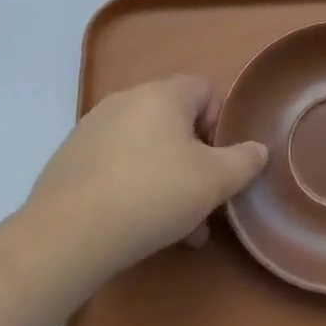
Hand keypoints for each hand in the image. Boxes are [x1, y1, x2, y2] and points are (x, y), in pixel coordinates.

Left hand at [24, 75, 267, 282]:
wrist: (67, 235)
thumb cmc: (152, 195)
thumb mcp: (214, 181)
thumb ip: (244, 161)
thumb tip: (257, 149)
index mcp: (163, 94)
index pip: (205, 90)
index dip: (219, 125)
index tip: (218, 164)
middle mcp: (127, 99)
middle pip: (174, 122)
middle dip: (193, 160)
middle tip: (200, 203)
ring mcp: (93, 127)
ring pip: (145, 147)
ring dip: (165, 178)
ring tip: (173, 228)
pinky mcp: (70, 157)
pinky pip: (114, 163)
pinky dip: (131, 185)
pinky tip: (133, 226)